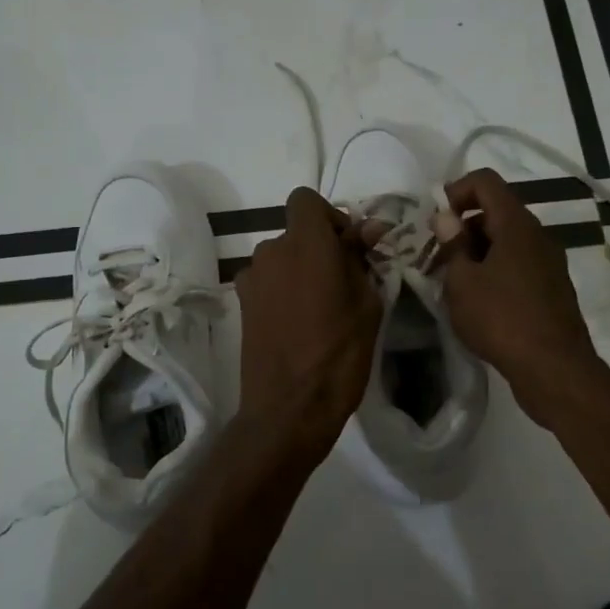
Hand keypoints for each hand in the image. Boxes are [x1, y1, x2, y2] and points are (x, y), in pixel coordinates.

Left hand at [234, 187, 382, 456]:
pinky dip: (283, 289)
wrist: (289, 409)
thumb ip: (362, 259)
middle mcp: (272, 251)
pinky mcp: (241, 304)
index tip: (348, 247)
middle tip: (344, 282)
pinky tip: (298, 323)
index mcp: (306, 244)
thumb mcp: (367, 305)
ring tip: (321, 308)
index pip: (306, 199)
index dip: (329, 216)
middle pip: (296, 232)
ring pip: (282, 258)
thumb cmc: (339, 355)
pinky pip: (268, 281)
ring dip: (301, 270)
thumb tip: (368, 229)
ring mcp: (251, 278)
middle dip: (320, 247)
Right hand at [438, 169, 609, 427]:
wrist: (554, 368)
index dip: (455, 191)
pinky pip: (517, 265)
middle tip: (436, 258)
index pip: (485, 181)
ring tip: (452, 283)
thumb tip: (446, 218)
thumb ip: (452, 245)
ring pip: (506, 241)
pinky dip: (494, 271)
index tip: (434, 223)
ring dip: (476, 252)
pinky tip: (478, 302)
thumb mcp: (462, 282)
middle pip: (495, 211)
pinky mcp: (551, 288)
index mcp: (516, 225)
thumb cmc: (501, 319)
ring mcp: (548, 262)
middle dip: (461, 227)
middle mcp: (537, 235)